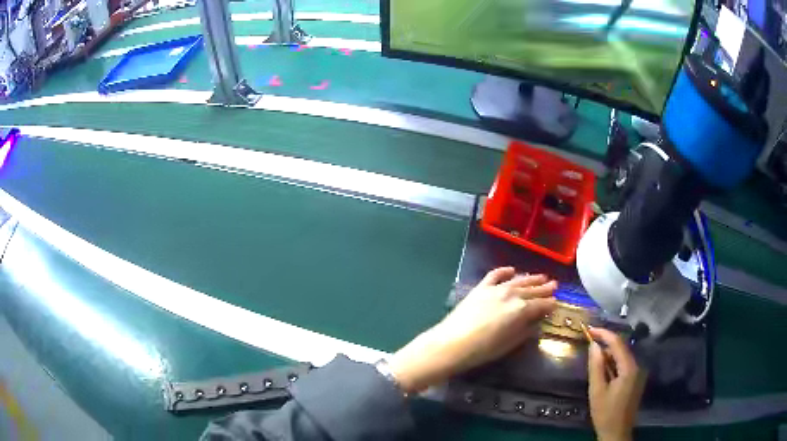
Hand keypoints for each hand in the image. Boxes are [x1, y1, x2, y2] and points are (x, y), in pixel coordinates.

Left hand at [388, 267, 556, 393]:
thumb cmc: (483, 350)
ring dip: (531, 278)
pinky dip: (504, 271)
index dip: (550, 304)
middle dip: (544, 288)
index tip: (556, 302)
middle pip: (532, 290)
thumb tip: (536, 323)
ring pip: (518, 281)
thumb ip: (525, 331)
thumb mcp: (510, 344)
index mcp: (521, 310)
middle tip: (554, 285)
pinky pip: (495, 275)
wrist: (452, 343)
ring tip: (542, 276)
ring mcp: (495, 289)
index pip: (541, 305)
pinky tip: (512, 269)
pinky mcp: (480, 288)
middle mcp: (511, 295)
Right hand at [587, 327, 645, 440]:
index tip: (589, 329)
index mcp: (629, 368)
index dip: (603, 334)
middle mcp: (637, 366)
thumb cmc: (605, 413)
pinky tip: (603, 368)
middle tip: (589, 340)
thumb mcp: (597, 391)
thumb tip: (593, 345)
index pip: (617, 343)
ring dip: (609, 353)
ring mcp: (638, 373)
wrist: (616, 432)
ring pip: (623, 356)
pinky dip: (613, 363)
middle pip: (622, 348)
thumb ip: (596, 367)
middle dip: (606, 342)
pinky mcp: (635, 379)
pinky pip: (624, 364)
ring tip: (594, 355)